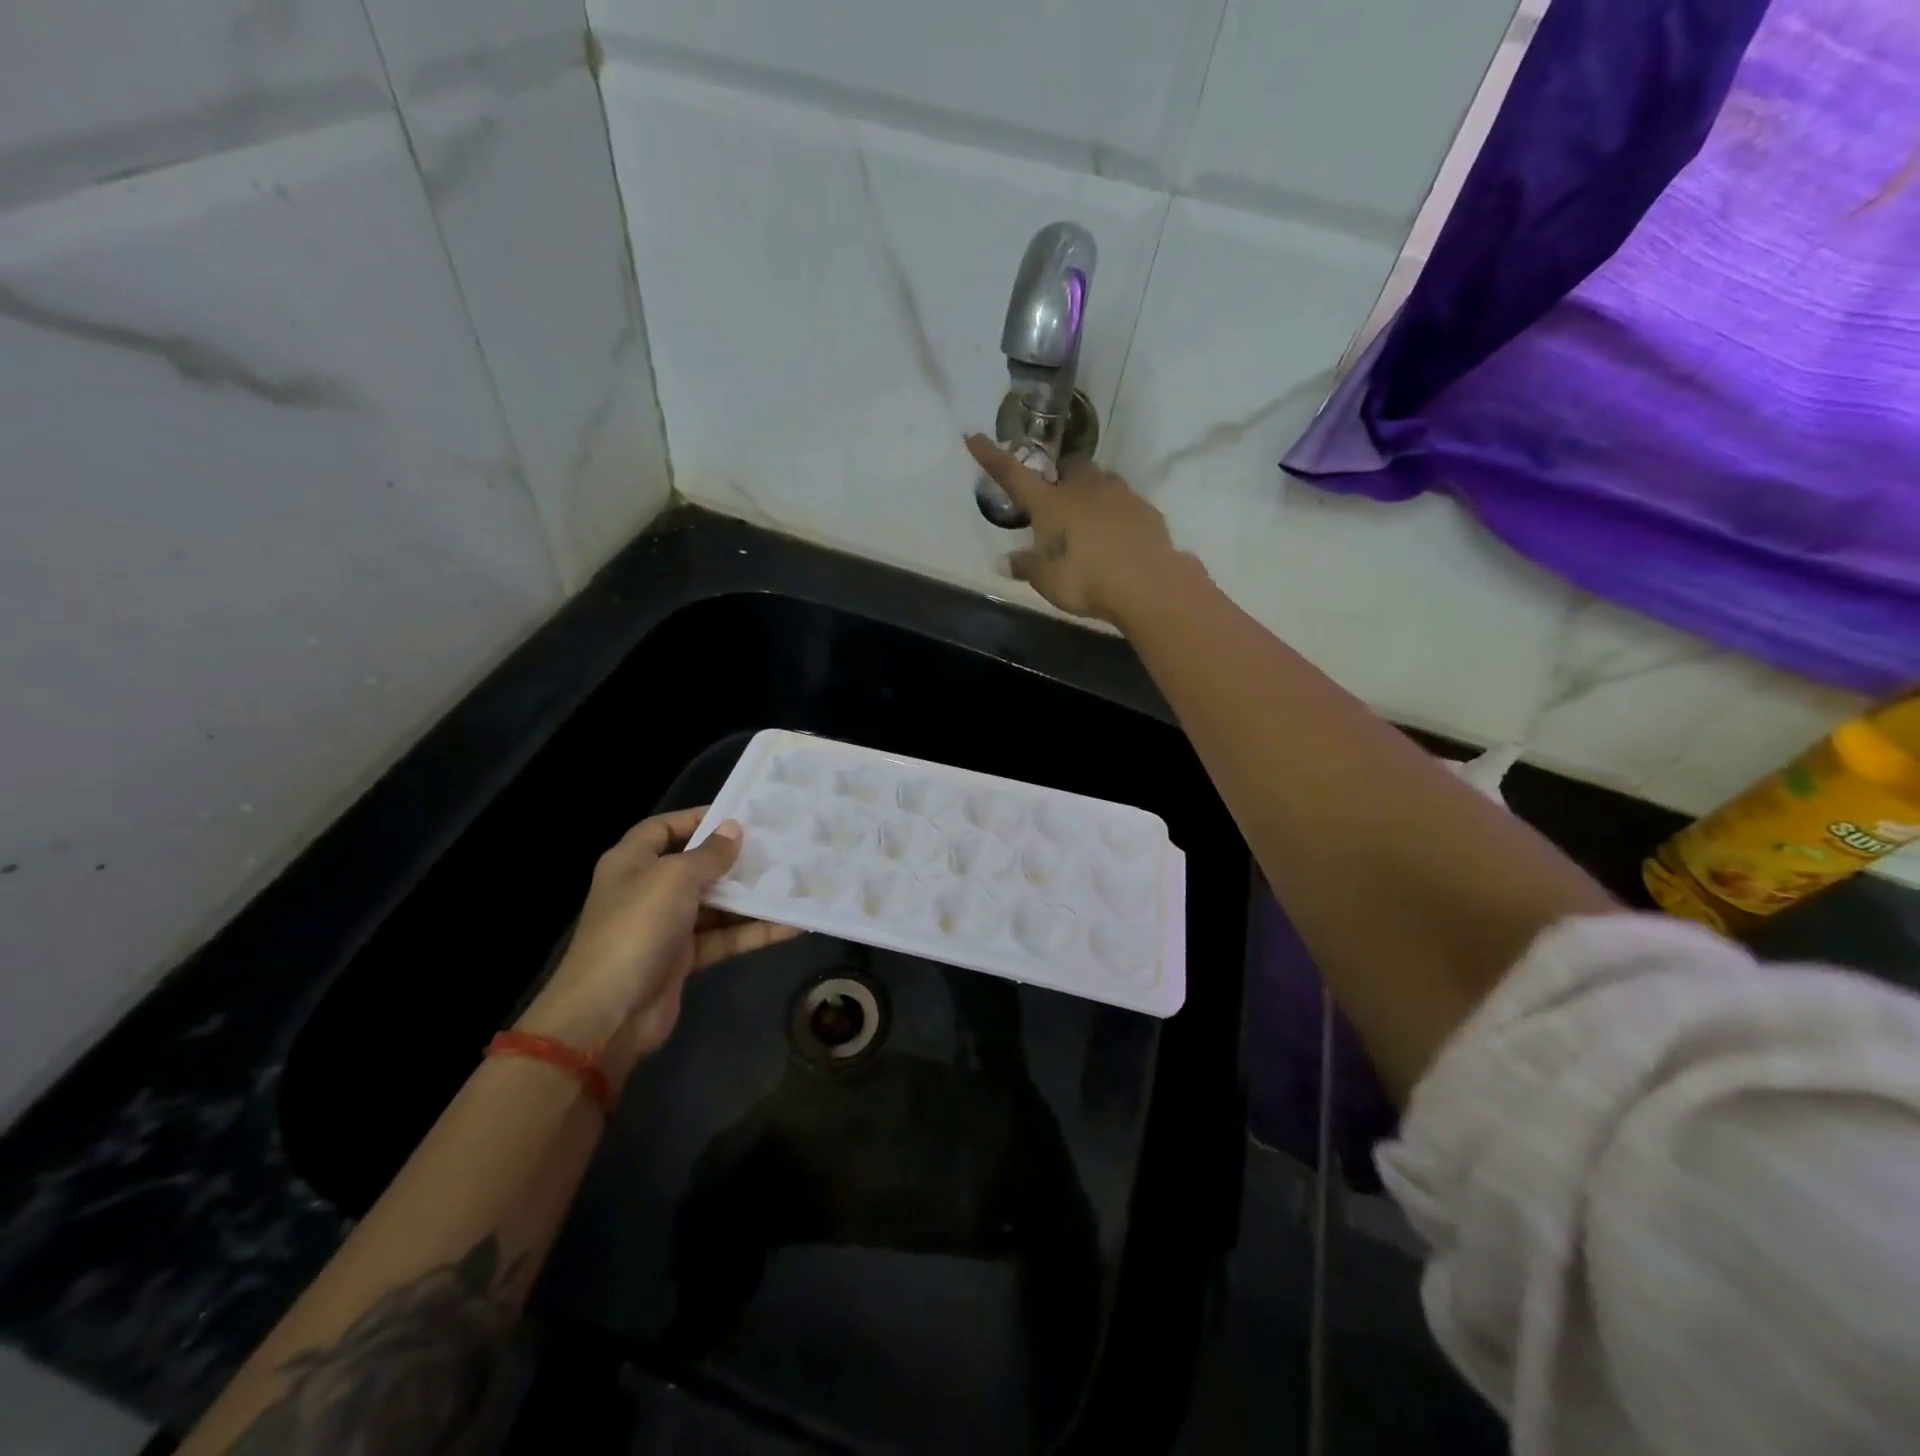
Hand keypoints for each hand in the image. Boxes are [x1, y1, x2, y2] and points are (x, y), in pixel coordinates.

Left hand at [516, 808, 799, 1084]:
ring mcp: (665, 926)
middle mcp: (647, 890)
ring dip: (751, 898)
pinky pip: (724, 937)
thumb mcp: (674, 879)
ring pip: (715, 904)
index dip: (697, 818)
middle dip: (734, 860)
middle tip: (778, 848)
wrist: (609, 1014)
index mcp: (632, 862)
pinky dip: (753, 932)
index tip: (739, 816)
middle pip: (695, 866)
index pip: (663, 828)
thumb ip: (709, 854)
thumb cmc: (636, 929)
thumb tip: (734, 830)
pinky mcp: (683, 959)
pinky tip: (791, 924)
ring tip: (794, 883)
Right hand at [966, 434, 1185, 624]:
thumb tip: (1003, 561)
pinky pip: (1126, 504)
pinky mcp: (1146, 510)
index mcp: (1051, 503)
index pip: (1013, 474)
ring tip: (1089, 520)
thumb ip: (1025, 566)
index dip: (992, 457)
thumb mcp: (1045, 580)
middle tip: (1057, 498)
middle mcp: (1084, 488)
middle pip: (1070, 466)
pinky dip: (1116, 514)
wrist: (1145, 583)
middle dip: (1062, 475)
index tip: (974, 436)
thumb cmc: (1084, 579)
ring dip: (1092, 493)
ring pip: (1101, 481)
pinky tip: (1116, 537)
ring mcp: (1119, 495)